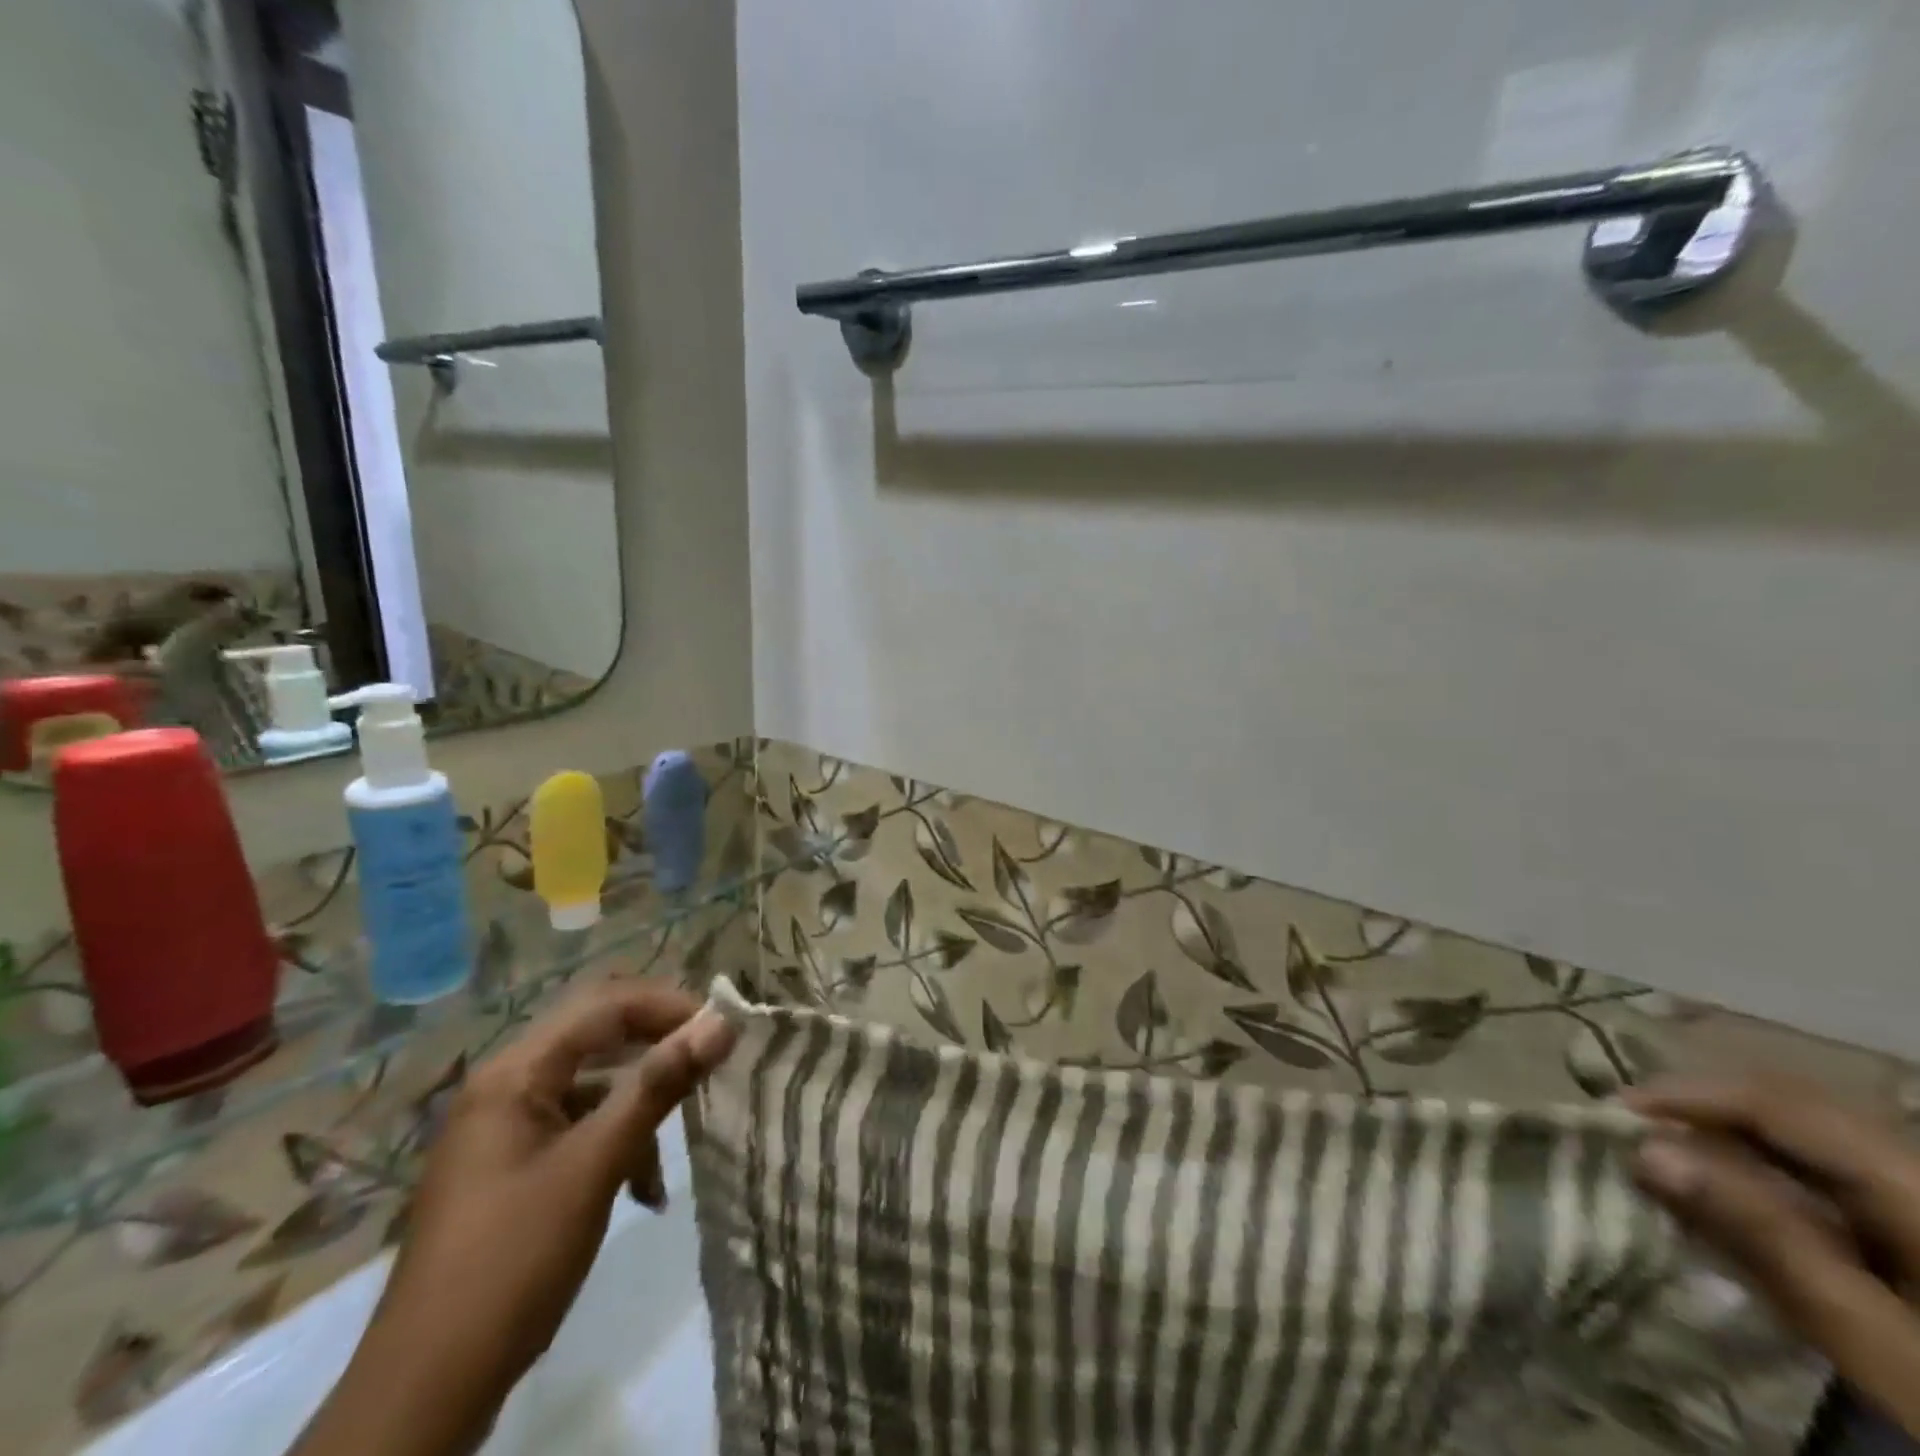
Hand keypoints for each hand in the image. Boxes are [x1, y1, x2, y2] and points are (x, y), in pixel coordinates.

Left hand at [294, 982, 736, 1455]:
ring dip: (641, 1099)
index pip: (604, 1004)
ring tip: (683, 1130)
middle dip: (658, 1043)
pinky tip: (644, 1188)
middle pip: (597, 1034)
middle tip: (710, 1059)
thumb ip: (658, 1086)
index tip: (721, 1028)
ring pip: (593, 1081)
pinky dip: (617, 1139)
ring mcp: (506, 1125)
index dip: (667, 1005)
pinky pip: (579, 1124)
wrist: (426, 1390)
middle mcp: (507, 1084)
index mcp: (515, 1072)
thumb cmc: (514, 1261)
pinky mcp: (513, 1163)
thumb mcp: (596, 1166)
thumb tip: (722, 1023)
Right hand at [1627, 1076, 1919, 1437]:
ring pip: (1800, 1136)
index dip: (1690, 1095)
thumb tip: (1649, 1151)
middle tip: (1625, 1125)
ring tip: (1657, 1150)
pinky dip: (1756, 1168)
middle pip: (1790, 1111)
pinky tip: (1717, 1188)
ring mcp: (1912, 1199)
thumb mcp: (1870, 1338)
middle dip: (1699, 1109)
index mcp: (1913, 1187)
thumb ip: (1767, 1240)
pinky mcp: (1907, 1227)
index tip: (1614, 1108)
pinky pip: (1818, 1171)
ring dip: (1721, 1136)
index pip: (1781, 1106)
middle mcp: (1913, 1173)